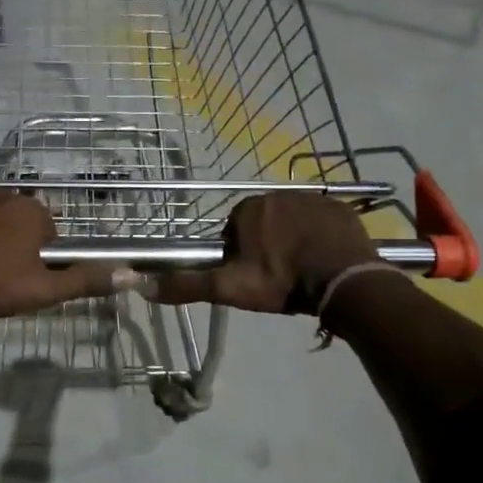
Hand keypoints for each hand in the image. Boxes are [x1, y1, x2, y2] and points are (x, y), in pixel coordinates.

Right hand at [146, 194, 379, 313]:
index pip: (235, 229)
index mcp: (249, 209)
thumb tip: (140, 285)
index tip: (251, 275)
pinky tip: (324, 259)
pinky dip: (320, 236)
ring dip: (294, 240)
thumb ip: (187, 285)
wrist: (342, 281)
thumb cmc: (281, 282)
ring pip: (293, 221)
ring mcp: (313, 198)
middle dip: (267, 244)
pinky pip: (323, 220)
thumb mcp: (229, 288)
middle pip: (264, 223)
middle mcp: (278, 194)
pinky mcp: (340, 208)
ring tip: (302, 270)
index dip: (240, 254)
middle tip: (277, 276)